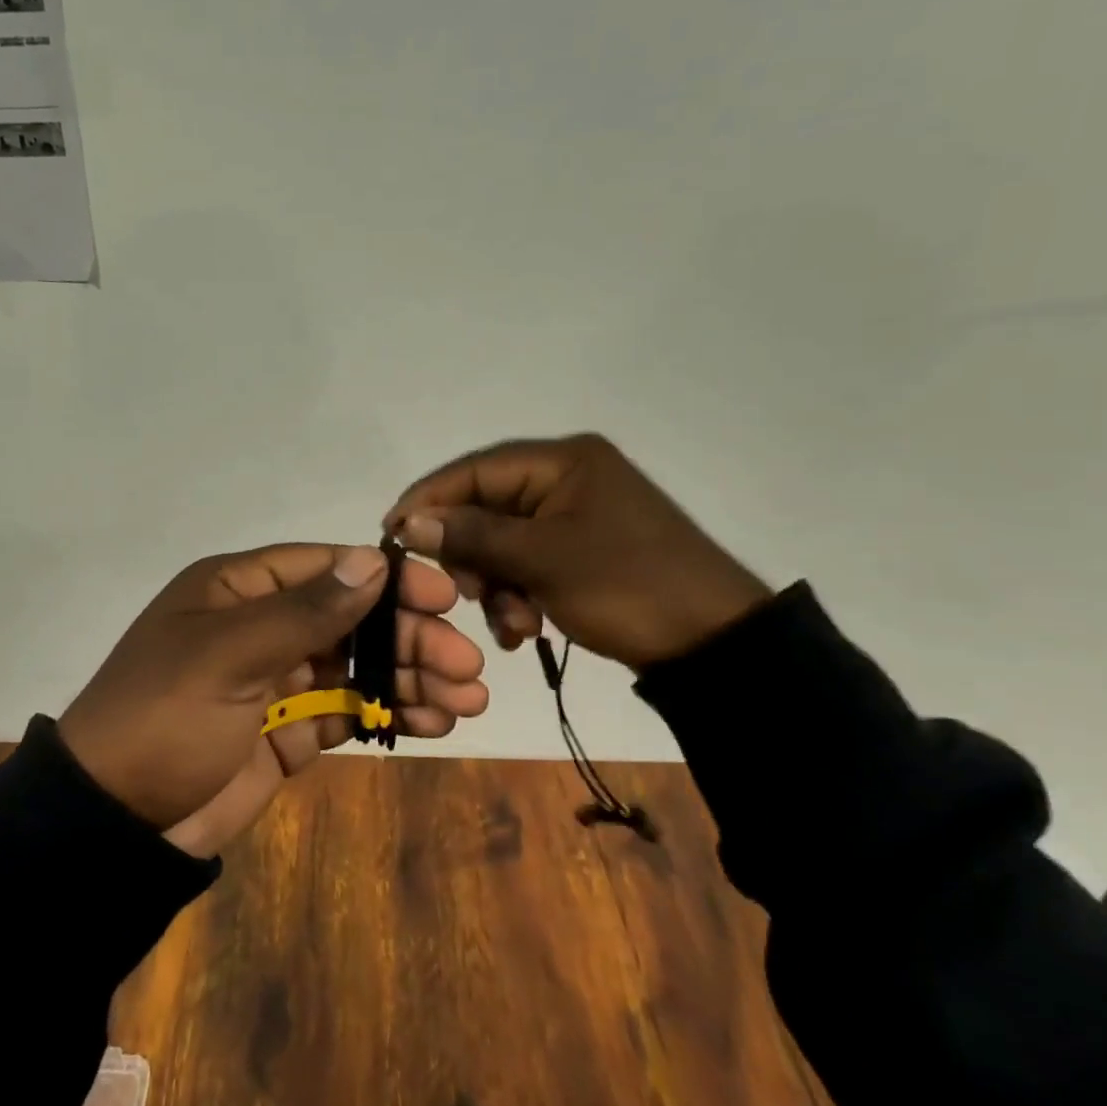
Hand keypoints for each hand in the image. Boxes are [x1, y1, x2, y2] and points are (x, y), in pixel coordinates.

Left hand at [58, 543, 487, 857]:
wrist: (115, 824)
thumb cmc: (165, 718)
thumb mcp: (228, 655)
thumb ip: (303, 611)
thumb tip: (371, 560)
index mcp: (238, 590)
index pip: (325, 569)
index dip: (386, 581)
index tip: (442, 599)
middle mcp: (261, 626)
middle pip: (351, 620)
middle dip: (409, 640)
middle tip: (466, 665)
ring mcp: (276, 682)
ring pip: (356, 667)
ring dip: (409, 678)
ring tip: (465, 700)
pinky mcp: (288, 733)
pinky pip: (347, 713)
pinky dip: (387, 714)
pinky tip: (432, 723)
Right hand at [384, 434, 770, 671]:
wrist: (715, 644)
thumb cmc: (627, 586)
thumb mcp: (543, 559)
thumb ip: (472, 535)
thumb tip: (407, 521)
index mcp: (563, 461)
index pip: (476, 469)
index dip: (429, 499)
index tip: (391, 532)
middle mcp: (566, 478)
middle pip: (487, 507)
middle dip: (472, 556)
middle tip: (466, 595)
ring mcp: (575, 516)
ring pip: (504, 542)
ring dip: (496, 585)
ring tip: (511, 624)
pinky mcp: (581, 550)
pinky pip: (528, 563)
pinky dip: (518, 594)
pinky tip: (524, 628)